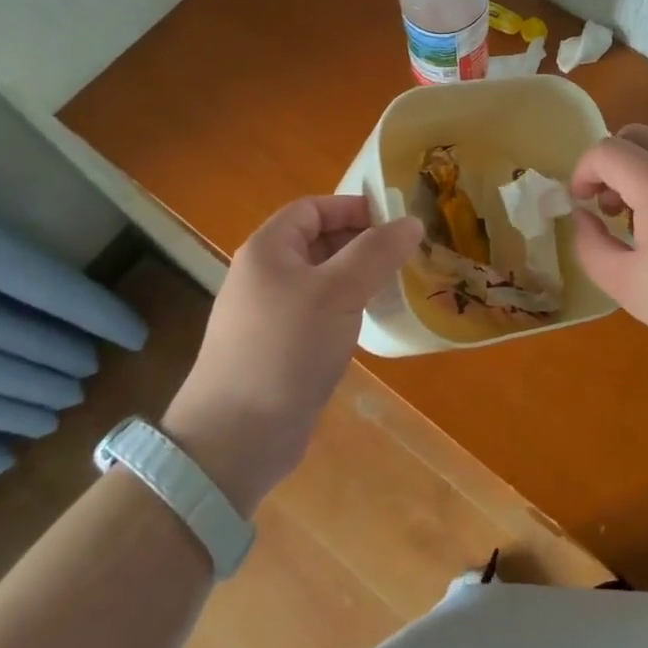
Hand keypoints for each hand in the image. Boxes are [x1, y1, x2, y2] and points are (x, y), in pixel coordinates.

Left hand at [162, 196, 420, 514]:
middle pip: (318, 241)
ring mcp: (270, 313)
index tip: (395, 221)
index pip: (313, 209)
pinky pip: (319, 312)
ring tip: (398, 283)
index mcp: (268, 249)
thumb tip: (412, 222)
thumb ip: (376, 252)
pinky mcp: (280, 348)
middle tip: (405, 252)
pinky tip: (372, 321)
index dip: (353, 208)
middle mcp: (265, 274)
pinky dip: (347, 308)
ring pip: (322, 279)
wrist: (236, 439)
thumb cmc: (286, 349)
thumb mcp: (338, 292)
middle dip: (361, 242)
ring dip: (358, 276)